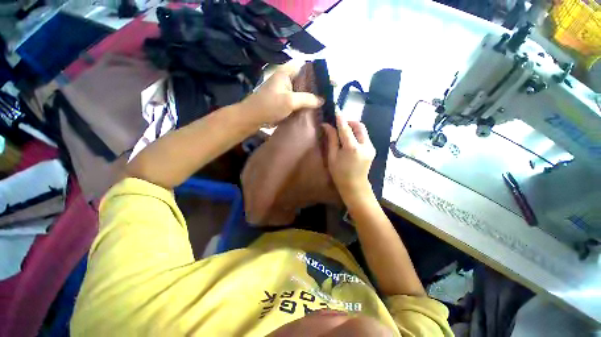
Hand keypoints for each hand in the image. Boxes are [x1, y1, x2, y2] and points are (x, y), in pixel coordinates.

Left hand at [241, 66, 322, 125]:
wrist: (252, 118)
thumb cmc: (269, 106)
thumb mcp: (289, 101)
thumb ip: (307, 98)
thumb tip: (322, 100)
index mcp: (286, 72)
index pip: (306, 66)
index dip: (319, 71)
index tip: (330, 80)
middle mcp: (287, 79)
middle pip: (306, 78)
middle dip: (318, 85)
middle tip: (330, 92)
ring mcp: (286, 90)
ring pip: (303, 90)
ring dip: (312, 95)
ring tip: (325, 100)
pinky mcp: (285, 100)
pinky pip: (299, 99)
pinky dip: (306, 103)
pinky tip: (314, 108)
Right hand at [322, 115, 375, 197]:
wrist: (354, 186)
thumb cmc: (339, 173)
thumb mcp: (332, 156)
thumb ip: (331, 139)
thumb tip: (326, 125)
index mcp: (352, 148)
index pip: (345, 128)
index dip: (340, 118)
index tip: (336, 109)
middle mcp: (365, 145)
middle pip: (359, 126)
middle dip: (349, 122)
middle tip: (340, 125)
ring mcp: (371, 147)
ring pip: (363, 131)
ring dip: (353, 128)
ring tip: (343, 133)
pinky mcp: (372, 149)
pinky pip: (364, 137)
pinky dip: (356, 135)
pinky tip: (350, 141)